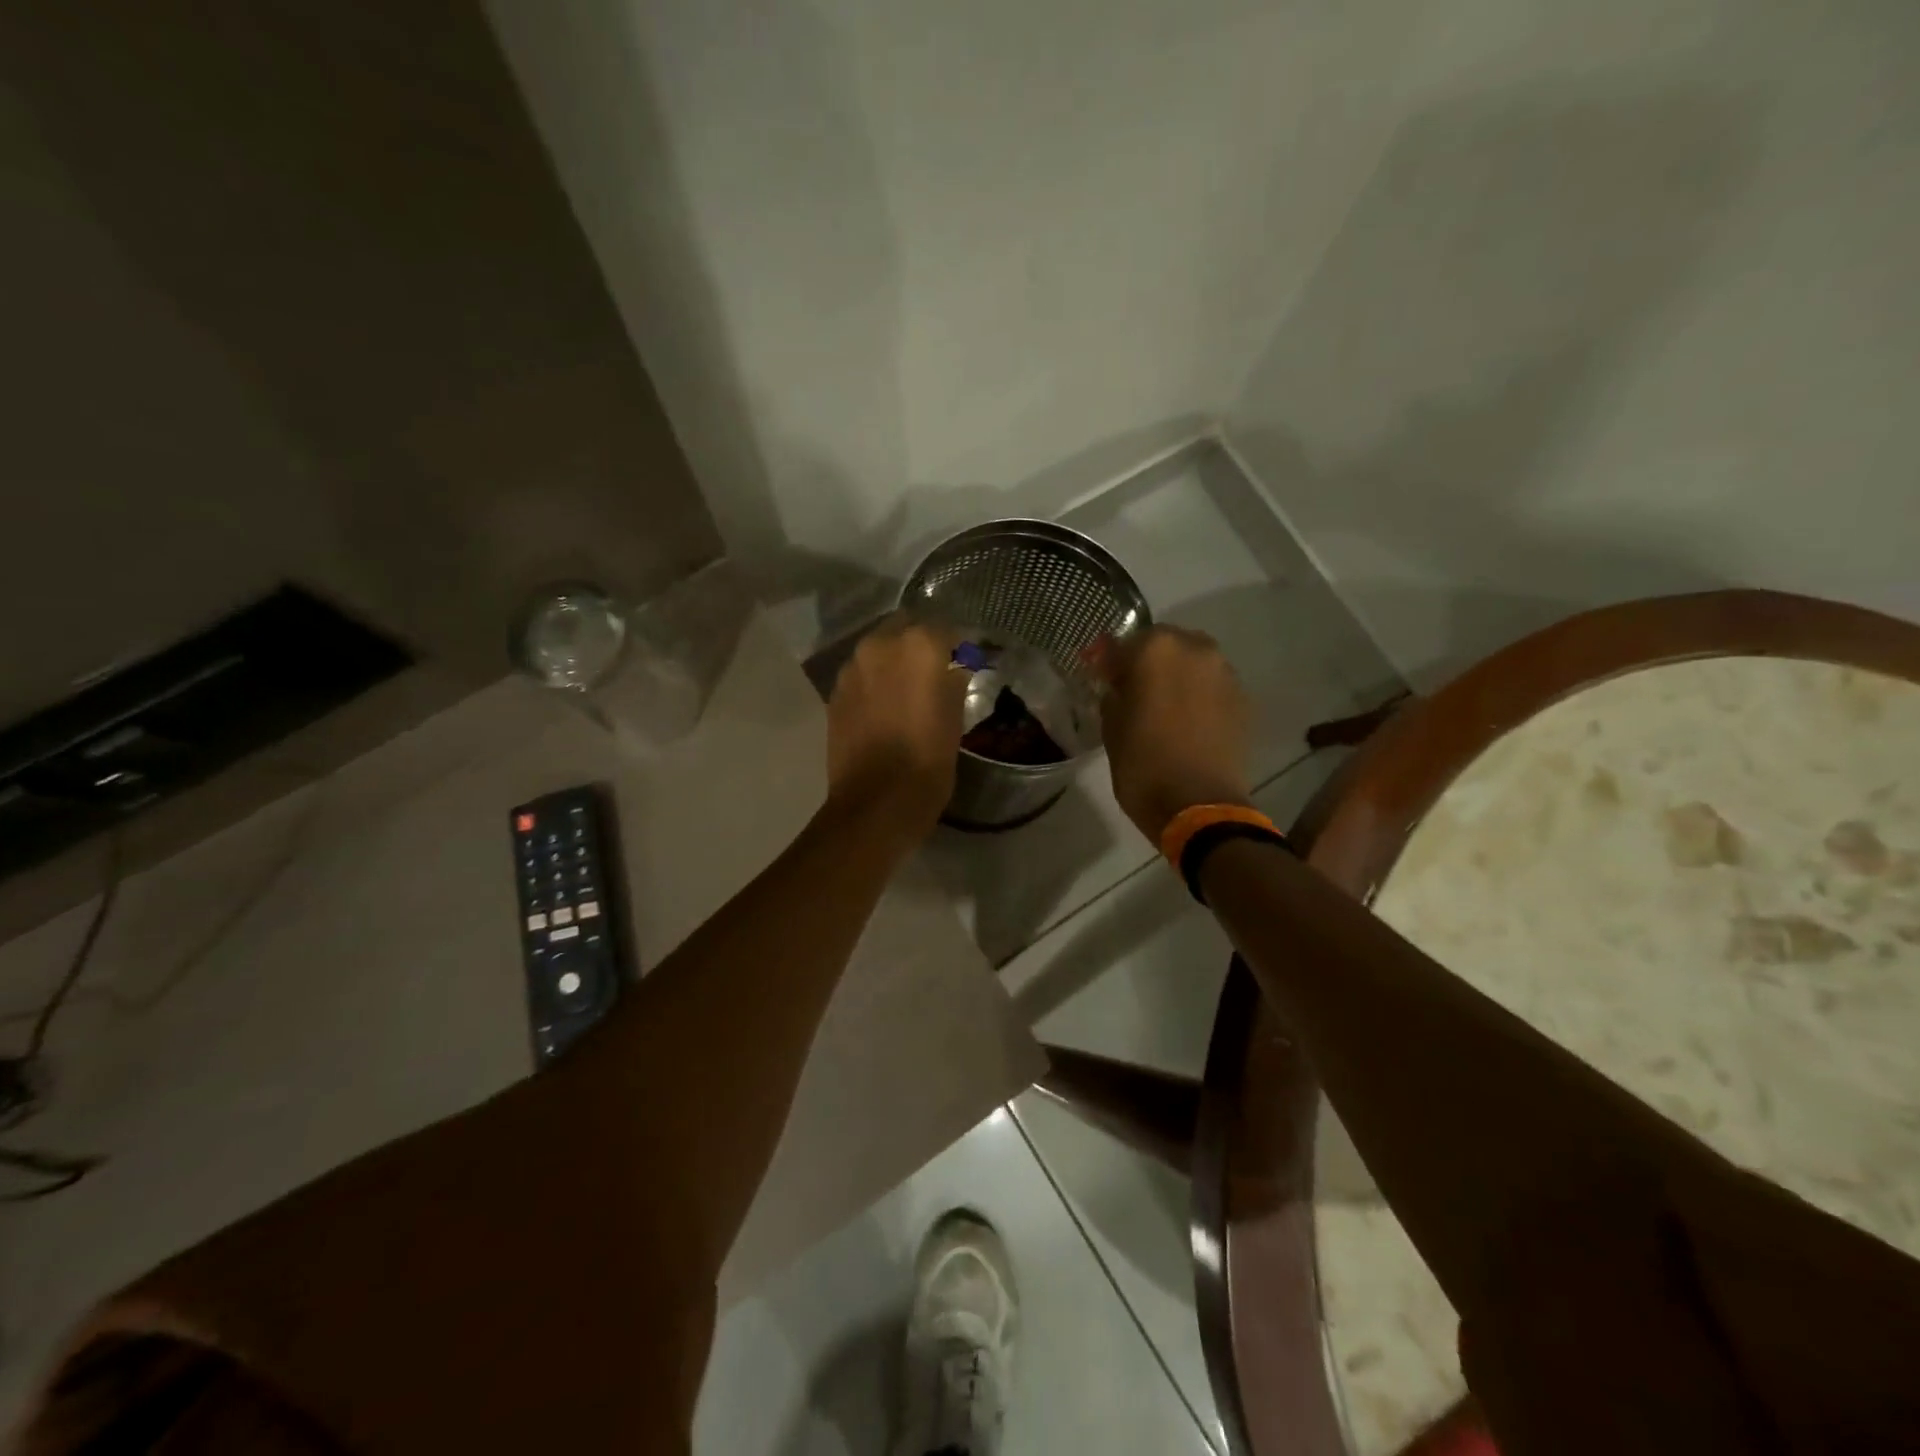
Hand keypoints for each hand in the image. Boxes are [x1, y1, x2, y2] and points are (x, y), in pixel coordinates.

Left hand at [825, 617, 968, 839]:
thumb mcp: (955, 715)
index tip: (966, 664)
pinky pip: (861, 675)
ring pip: (879, 650)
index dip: (958, 648)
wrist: (877, 800)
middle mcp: (881, 644)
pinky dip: (875, 682)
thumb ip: (955, 677)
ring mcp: (853, 667)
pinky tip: (884, 706)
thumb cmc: (929, 758)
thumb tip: (957, 663)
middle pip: (907, 629)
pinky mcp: (835, 691)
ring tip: (908, 690)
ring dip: (894, 661)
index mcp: (921, 644)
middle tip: (936, 673)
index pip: (947, 630)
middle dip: (921, 646)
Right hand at [1097, 626, 1252, 842]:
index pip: (1125, 642)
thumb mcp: (1111, 727)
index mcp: (1155, 649)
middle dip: (1149, 662)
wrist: (1200, 806)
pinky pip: (1212, 685)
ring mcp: (1224, 673)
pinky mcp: (1243, 699)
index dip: (1112, 662)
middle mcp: (1195, 649)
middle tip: (1136, 691)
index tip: (1104, 680)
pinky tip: (1188, 721)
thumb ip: (1114, 695)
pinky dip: (1199, 695)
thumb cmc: (1143, 765)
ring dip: (1178, 676)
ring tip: (1165, 707)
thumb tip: (1118, 686)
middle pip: (1166, 644)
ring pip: (1193, 662)